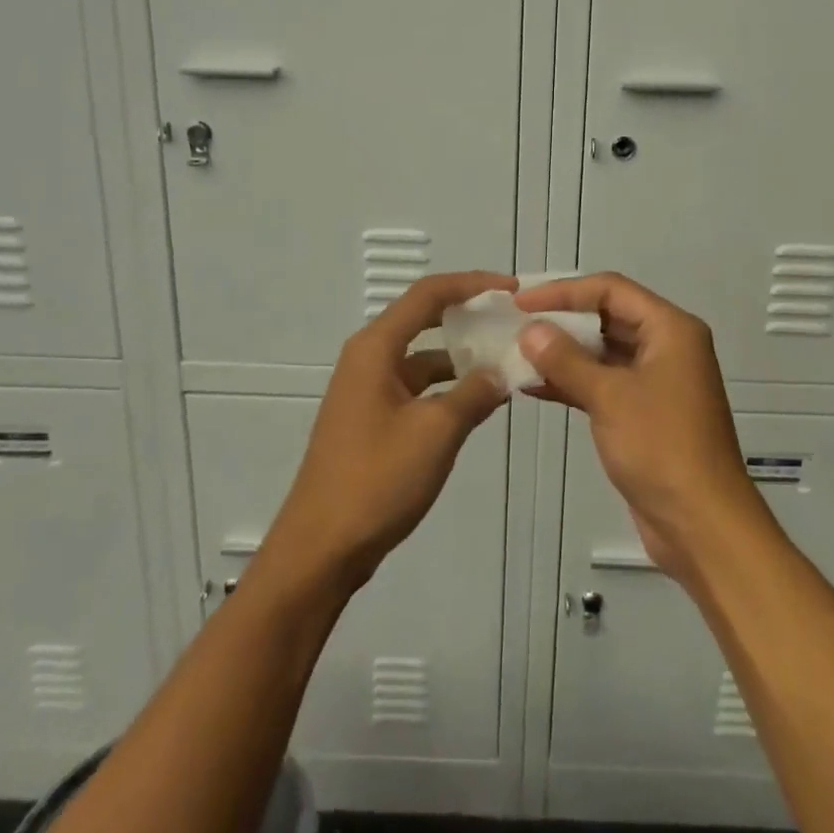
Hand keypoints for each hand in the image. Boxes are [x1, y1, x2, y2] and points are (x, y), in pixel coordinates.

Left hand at [259, 271, 516, 595]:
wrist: (321, 549)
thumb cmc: (377, 480)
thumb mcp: (437, 431)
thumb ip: (474, 393)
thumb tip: (501, 372)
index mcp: (376, 348)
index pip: (428, 294)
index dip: (472, 283)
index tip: (511, 288)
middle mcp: (368, 359)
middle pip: (423, 319)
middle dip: (468, 315)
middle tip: (511, 318)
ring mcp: (368, 391)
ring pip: (422, 357)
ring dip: (461, 357)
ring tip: (506, 361)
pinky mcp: (372, 420)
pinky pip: (417, 388)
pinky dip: (448, 388)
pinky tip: (479, 402)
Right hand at [515, 272, 767, 585]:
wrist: (702, 525)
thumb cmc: (661, 448)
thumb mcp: (609, 397)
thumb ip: (566, 359)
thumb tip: (530, 330)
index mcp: (670, 329)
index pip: (611, 289)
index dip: (565, 291)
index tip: (523, 303)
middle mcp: (666, 347)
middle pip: (608, 317)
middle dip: (562, 321)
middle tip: (515, 325)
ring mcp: (656, 382)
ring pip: (603, 352)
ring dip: (563, 353)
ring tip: (516, 354)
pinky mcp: (644, 413)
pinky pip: (603, 383)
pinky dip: (572, 382)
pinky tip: (533, 387)